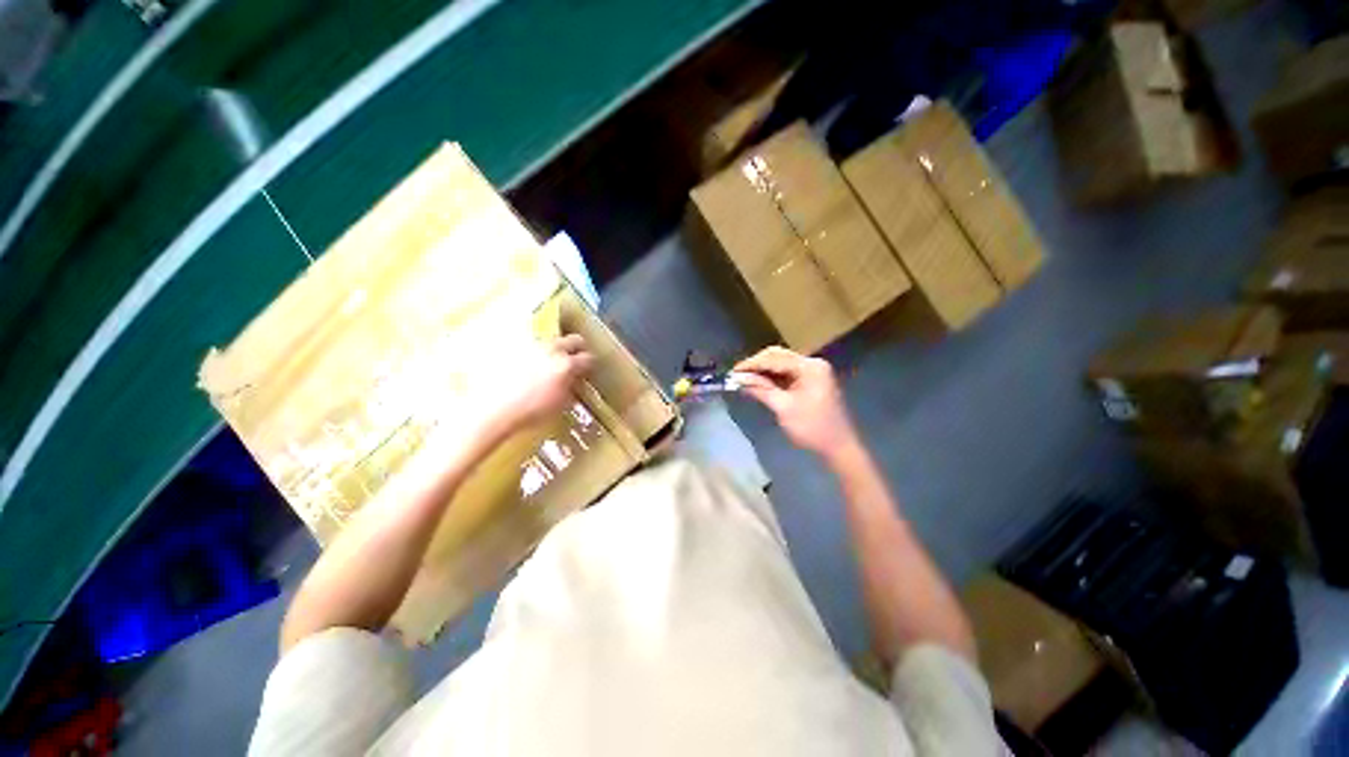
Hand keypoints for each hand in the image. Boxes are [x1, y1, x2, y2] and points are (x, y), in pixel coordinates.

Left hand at [489, 334, 594, 432]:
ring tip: (548, 366)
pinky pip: (531, 346)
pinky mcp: (513, 347)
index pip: (588, 358)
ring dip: (555, 351)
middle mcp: (552, 349)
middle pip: (573, 340)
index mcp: (566, 364)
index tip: (587, 372)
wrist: (493, 409)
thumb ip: (572, 388)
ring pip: (552, 341)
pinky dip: (534, 354)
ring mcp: (532, 345)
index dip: (590, 365)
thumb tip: (574, 381)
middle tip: (575, 361)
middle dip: (577, 349)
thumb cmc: (531, 411)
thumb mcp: (560, 404)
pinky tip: (528, 369)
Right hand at [734, 346, 858, 458]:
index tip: (733, 371)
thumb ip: (761, 389)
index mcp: (809, 367)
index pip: (775, 359)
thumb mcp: (783, 408)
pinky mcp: (810, 381)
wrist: (838, 447)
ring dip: (763, 371)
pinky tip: (758, 383)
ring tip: (744, 379)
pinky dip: (772, 377)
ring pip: (781, 364)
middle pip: (778, 356)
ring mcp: (813, 372)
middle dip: (757, 365)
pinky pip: (787, 373)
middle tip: (737, 375)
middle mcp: (812, 363)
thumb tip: (739, 379)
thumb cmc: (812, 428)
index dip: (752, 364)